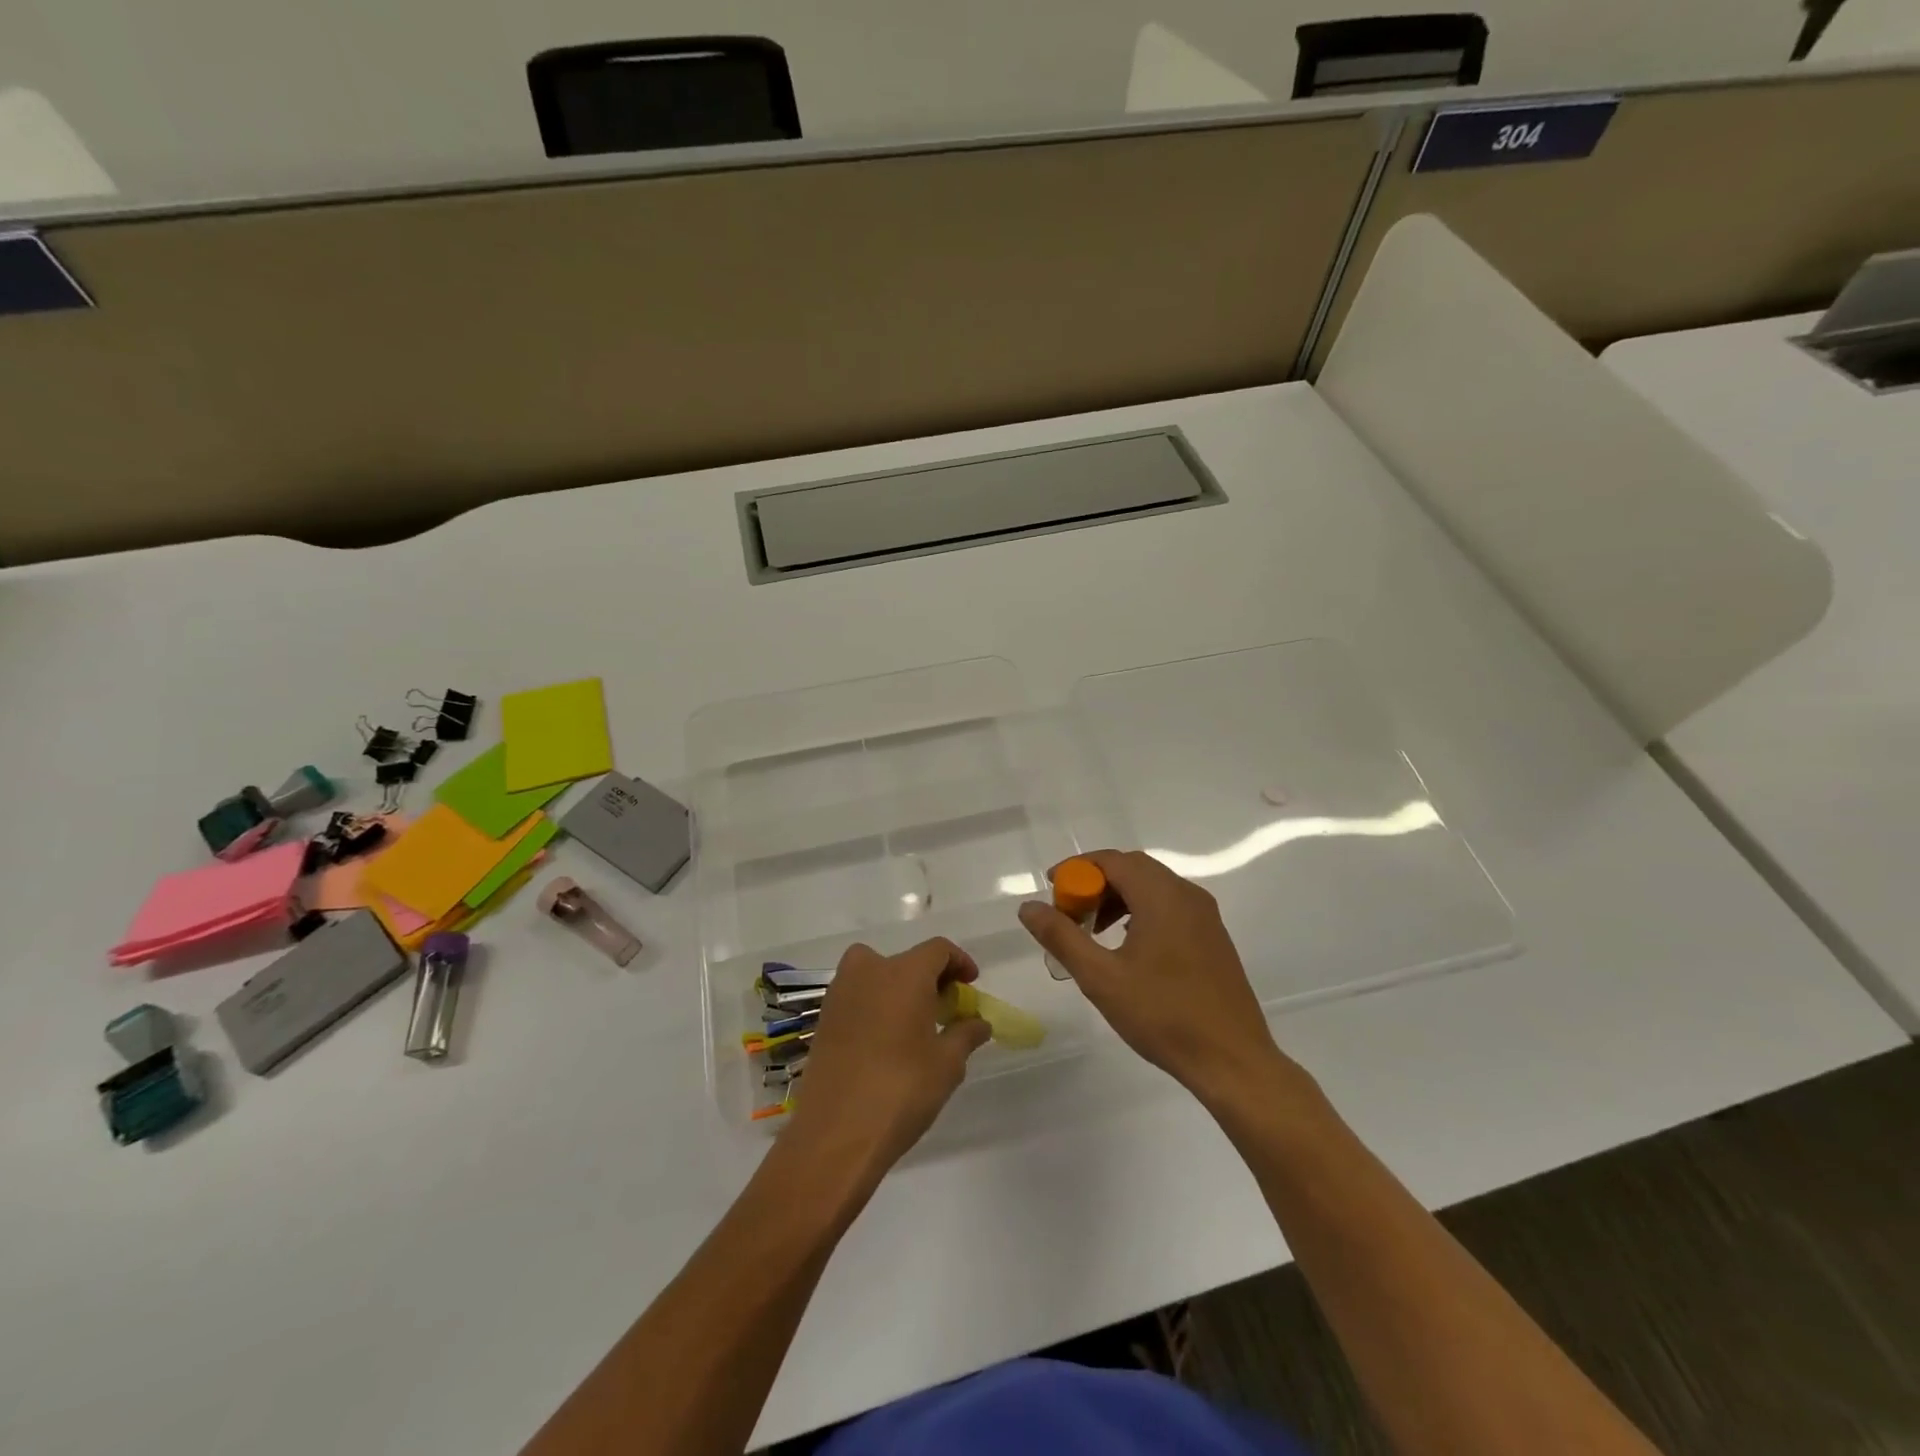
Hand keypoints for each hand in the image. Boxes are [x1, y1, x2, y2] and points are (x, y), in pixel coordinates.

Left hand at [784, 938, 992, 1178]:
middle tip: (944, 1006)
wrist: (836, 1132)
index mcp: (904, 973)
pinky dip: (875, 1003)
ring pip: (875, 972)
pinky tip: (886, 1039)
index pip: (937, 950)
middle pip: (906, 959)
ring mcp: (841, 993)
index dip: (959, 962)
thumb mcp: (947, 1064)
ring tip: (915, 1022)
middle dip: (929, 976)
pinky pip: (857, 995)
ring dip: (898, 987)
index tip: (970, 984)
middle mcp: (869, 971)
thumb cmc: (901, 1090)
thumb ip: (965, 1034)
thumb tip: (979, 1022)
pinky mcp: (824, 1018)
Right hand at [1018, 850, 1300, 1109]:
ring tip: (1093, 933)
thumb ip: (1061, 936)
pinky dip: (1141, 911)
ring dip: (1118, 898)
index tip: (1052, 891)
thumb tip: (1028, 907)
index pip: (1112, 860)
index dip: (1077, 869)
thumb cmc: (1163, 1016)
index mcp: (1162, 896)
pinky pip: (1170, 906)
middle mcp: (1187, 894)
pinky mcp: (1213, 937)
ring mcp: (1205, 916)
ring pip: (1152, 887)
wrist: (1232, 1061)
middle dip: (1096, 883)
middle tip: (1070, 913)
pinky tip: (1127, 947)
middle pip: (1133, 868)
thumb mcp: (1101, 978)